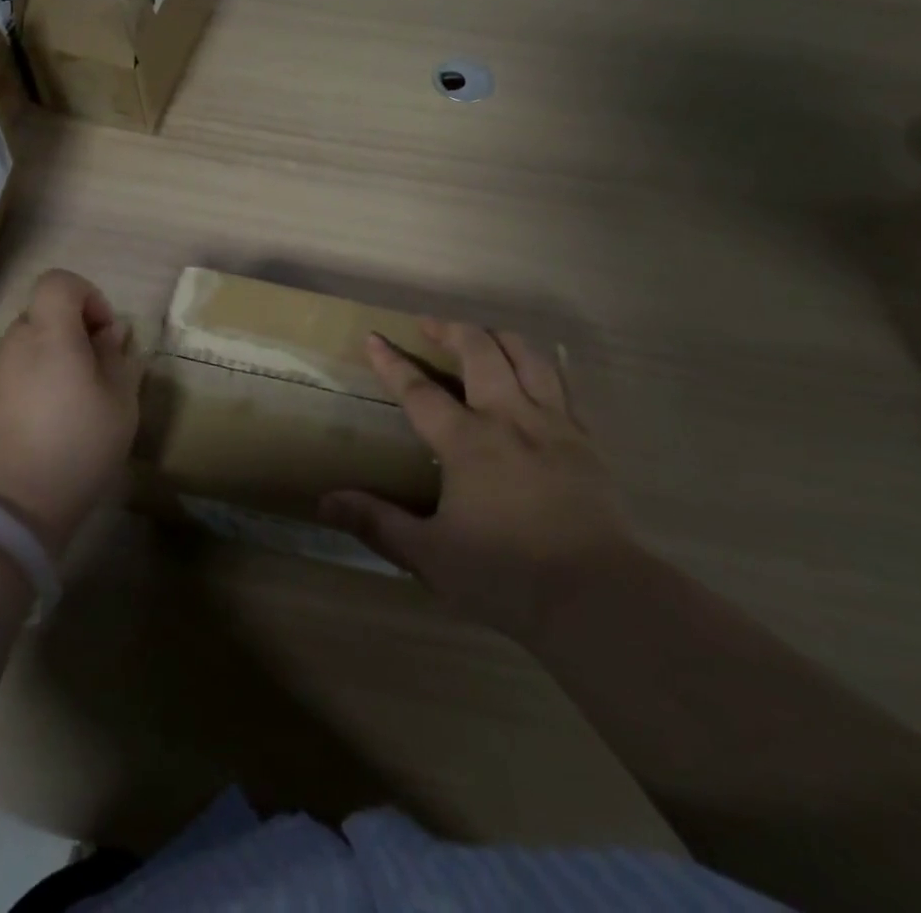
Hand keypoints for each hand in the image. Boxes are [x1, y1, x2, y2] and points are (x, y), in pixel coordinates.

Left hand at [0, 270, 143, 558]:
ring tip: (79, 402)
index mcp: (50, 334)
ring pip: (32, 343)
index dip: (88, 296)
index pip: (59, 282)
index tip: (105, 335)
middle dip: (78, 332)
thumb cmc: (75, 447)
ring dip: (58, 358)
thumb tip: (111, 334)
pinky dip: (38, 380)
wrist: (6, 508)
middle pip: (47, 313)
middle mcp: (15, 343)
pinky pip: (17, 371)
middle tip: (100, 373)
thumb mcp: (119, 404)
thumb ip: (118, 360)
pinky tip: (52, 421)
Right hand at [321, 322, 633, 641]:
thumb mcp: (430, 556)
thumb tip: (323, 501)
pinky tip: (538, 370)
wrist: (596, 596)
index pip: (419, 390)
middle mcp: (509, 417)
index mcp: (467, 441)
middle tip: (430, 324)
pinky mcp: (585, 440)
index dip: (392, 362)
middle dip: (450, 329)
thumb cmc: (506, 575)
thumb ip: (377, 523)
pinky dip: (544, 365)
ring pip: (527, 356)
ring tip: (483, 335)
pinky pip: (565, 384)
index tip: (374, 337)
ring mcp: (552, 424)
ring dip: (499, 337)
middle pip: (479, 352)